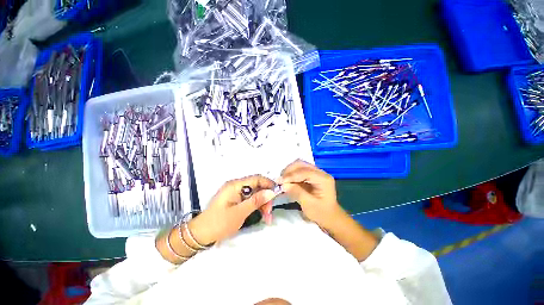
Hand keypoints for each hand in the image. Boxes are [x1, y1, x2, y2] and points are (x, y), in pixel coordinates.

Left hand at [189, 175, 276, 244]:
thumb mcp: (240, 212)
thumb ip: (256, 201)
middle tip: (269, 213)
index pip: (257, 178)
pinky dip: (257, 206)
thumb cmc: (219, 223)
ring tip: (267, 218)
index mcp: (235, 185)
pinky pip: (250, 199)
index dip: (268, 184)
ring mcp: (236, 193)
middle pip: (257, 186)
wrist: (201, 235)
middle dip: (266, 198)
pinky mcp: (236, 199)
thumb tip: (271, 192)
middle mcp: (236, 186)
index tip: (277, 195)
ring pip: (255, 194)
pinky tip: (261, 216)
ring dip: (263, 204)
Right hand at [278, 160, 343, 229]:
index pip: (305, 172)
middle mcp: (321, 172)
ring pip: (300, 165)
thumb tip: (283, 184)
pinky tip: (287, 180)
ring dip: (289, 171)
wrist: (330, 217)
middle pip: (302, 164)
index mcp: (323, 179)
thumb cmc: (321, 213)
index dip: (291, 175)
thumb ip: (296, 192)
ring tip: (282, 180)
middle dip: (289, 170)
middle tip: (280, 180)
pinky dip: (292, 174)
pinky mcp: (312, 175)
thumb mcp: (308, 205)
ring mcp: (316, 172)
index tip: (280, 181)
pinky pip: (299, 170)